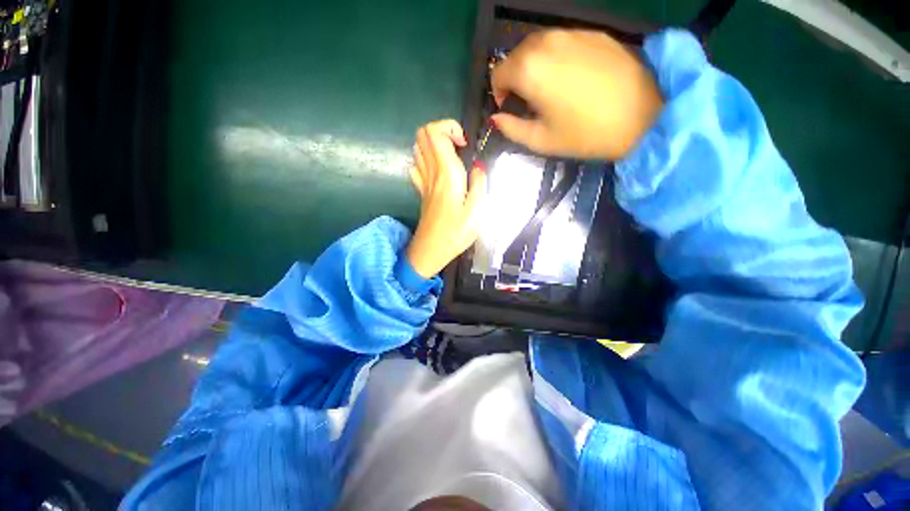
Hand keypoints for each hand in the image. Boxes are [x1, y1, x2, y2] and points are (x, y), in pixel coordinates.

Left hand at [407, 120, 486, 278]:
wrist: (430, 251)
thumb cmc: (456, 233)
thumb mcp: (477, 211)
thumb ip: (480, 184)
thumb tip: (478, 167)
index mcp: (446, 174)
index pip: (436, 133)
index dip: (450, 128)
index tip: (465, 145)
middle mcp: (431, 172)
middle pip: (422, 134)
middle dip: (442, 130)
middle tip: (459, 148)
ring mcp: (422, 181)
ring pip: (417, 147)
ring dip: (434, 144)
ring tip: (452, 158)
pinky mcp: (421, 191)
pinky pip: (416, 165)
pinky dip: (426, 159)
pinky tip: (439, 170)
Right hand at [491, 30, 663, 159]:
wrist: (643, 115)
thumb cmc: (585, 134)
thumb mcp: (541, 140)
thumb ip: (511, 129)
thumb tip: (496, 118)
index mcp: (529, 69)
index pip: (498, 73)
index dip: (499, 92)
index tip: (509, 107)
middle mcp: (546, 42)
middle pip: (516, 55)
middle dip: (514, 77)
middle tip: (528, 100)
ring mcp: (572, 32)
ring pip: (538, 44)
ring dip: (533, 65)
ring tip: (548, 88)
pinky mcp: (593, 33)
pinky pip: (562, 41)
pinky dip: (555, 57)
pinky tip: (570, 77)